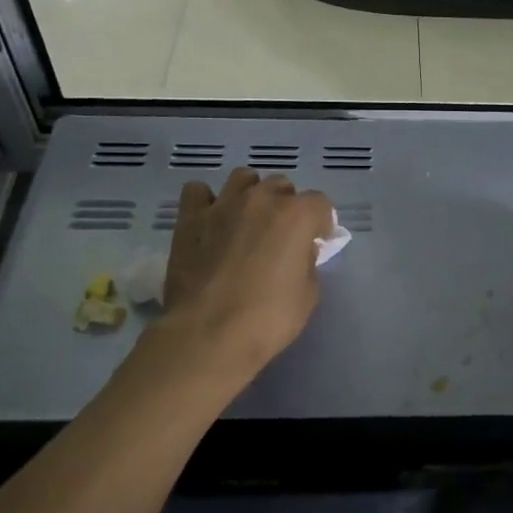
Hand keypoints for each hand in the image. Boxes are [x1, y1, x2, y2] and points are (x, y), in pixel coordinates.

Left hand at [156, 168, 334, 381]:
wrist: (209, 333)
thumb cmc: (268, 319)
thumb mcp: (308, 295)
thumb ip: (308, 262)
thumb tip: (299, 250)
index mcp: (296, 216)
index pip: (320, 203)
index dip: (322, 222)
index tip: (318, 241)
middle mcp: (261, 199)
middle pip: (282, 186)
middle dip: (287, 205)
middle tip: (282, 235)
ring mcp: (222, 205)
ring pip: (243, 178)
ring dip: (251, 194)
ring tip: (248, 220)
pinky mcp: (190, 218)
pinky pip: (198, 192)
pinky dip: (207, 201)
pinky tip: (212, 221)